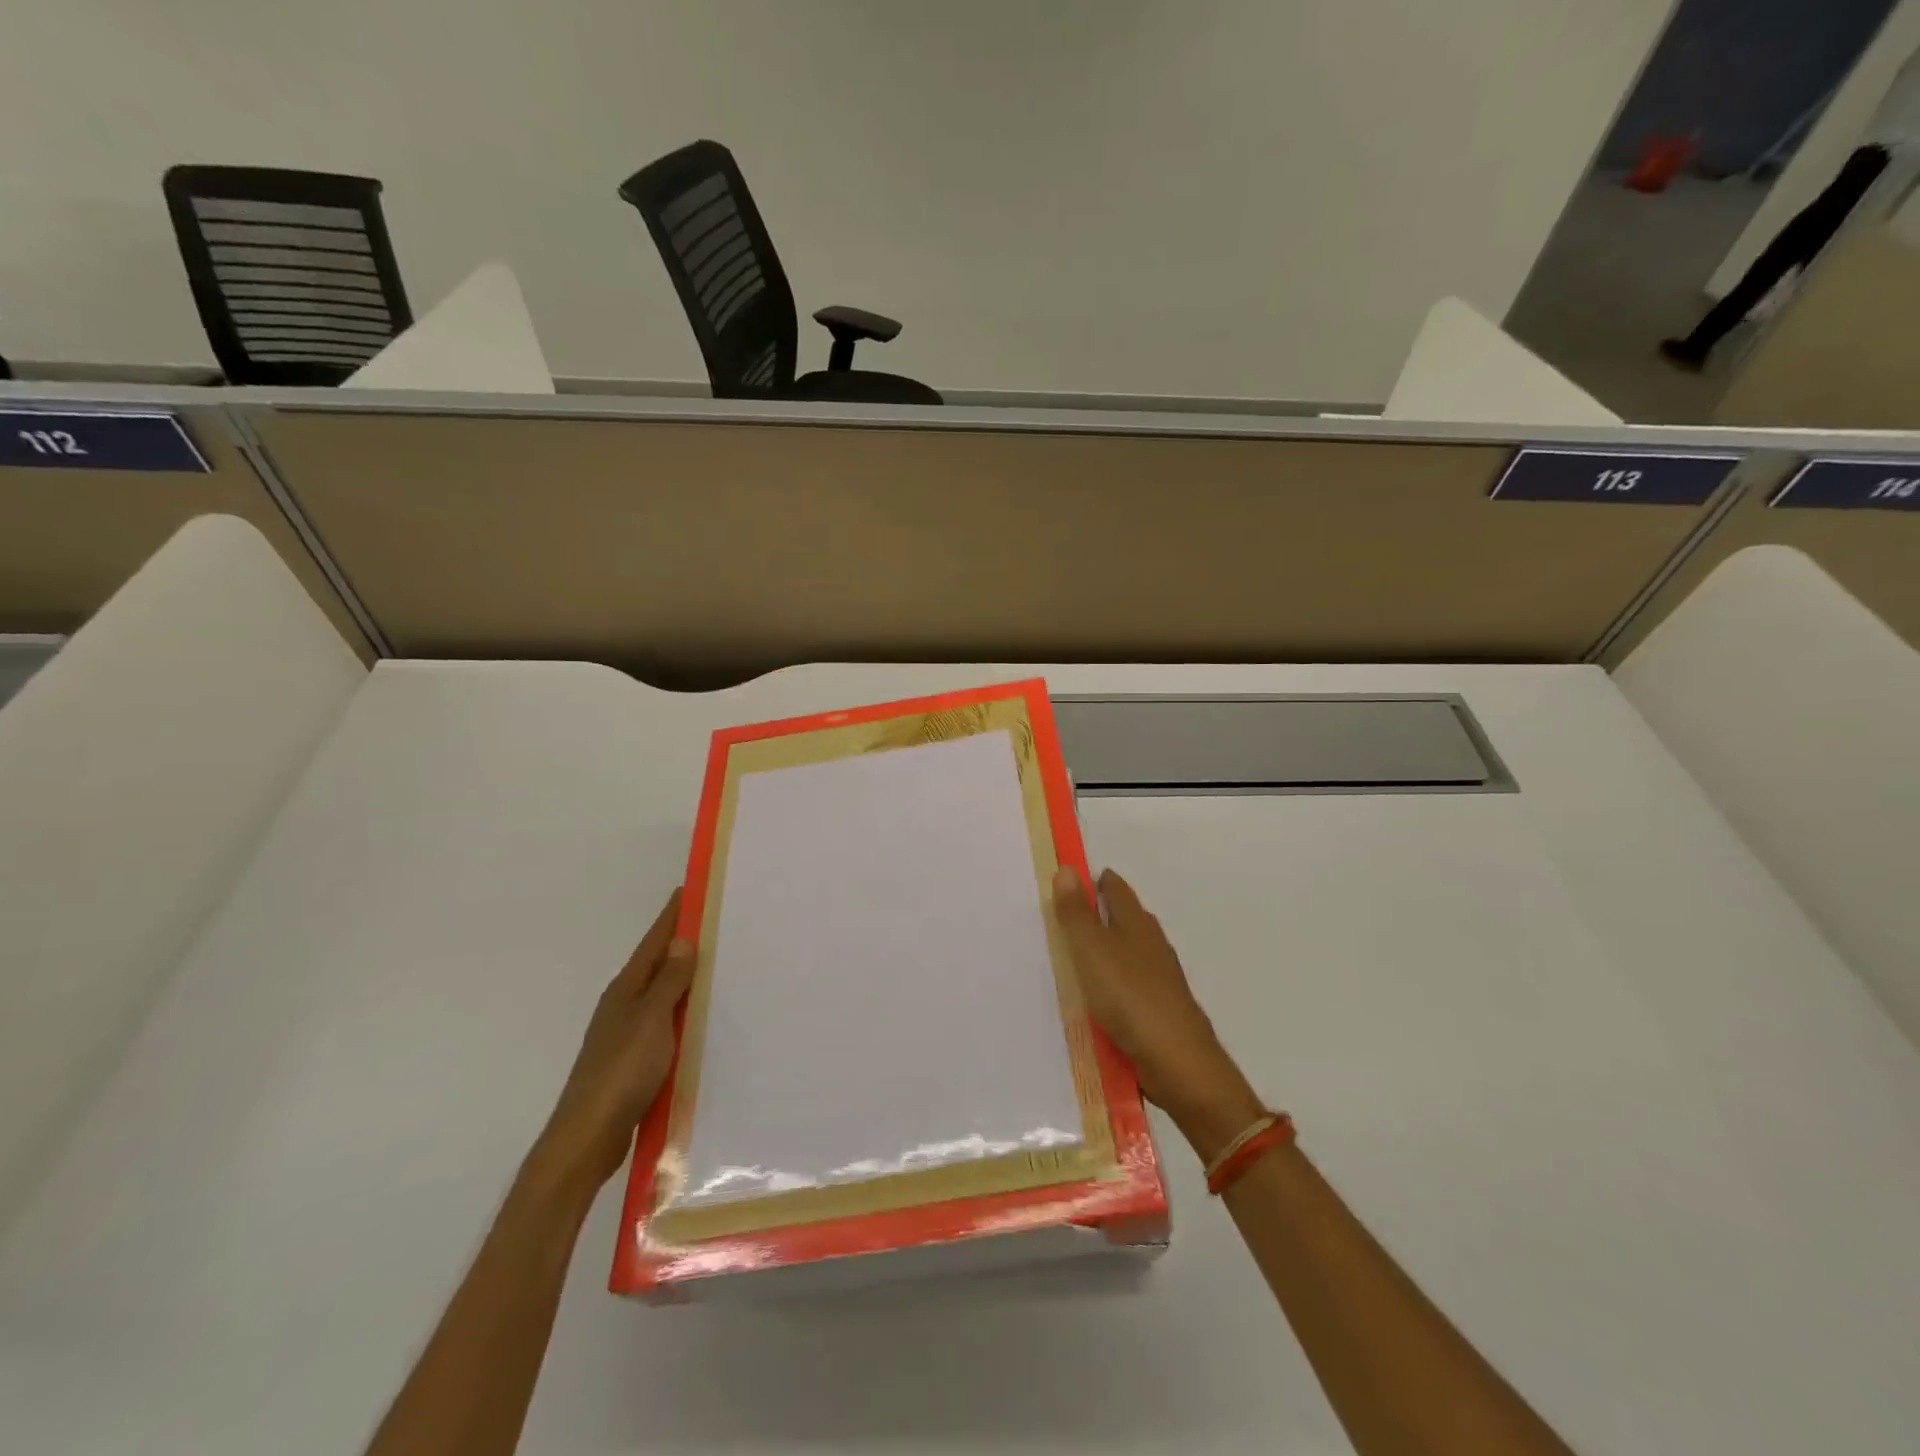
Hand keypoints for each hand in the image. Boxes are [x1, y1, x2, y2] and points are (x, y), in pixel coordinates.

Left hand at [536, 889, 695, 1191]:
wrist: (588, 1137)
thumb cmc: (621, 1071)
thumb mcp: (651, 1019)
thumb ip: (669, 981)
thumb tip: (682, 940)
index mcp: (626, 989)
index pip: (654, 941)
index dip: (672, 915)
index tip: (691, 888)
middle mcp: (624, 1005)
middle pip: (658, 965)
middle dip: (684, 943)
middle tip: (720, 923)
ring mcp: (628, 1034)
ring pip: (663, 995)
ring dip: (686, 979)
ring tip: (721, 965)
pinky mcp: (635, 1061)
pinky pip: (666, 1023)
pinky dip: (684, 1012)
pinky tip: (702, 1019)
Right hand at [1052, 866, 1263, 1162]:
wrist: (1178, 1063)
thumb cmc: (1130, 998)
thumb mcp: (1092, 952)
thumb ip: (1076, 914)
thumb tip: (1067, 868)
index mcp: (1137, 924)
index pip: (1115, 888)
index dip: (1094, 880)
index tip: (1069, 879)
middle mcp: (1152, 944)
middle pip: (1125, 917)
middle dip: (1100, 911)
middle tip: (1065, 913)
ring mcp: (1159, 978)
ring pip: (1129, 951)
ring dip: (1106, 947)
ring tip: (1075, 953)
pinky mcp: (1159, 1008)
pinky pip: (1129, 983)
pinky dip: (1112, 980)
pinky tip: (1097, 995)